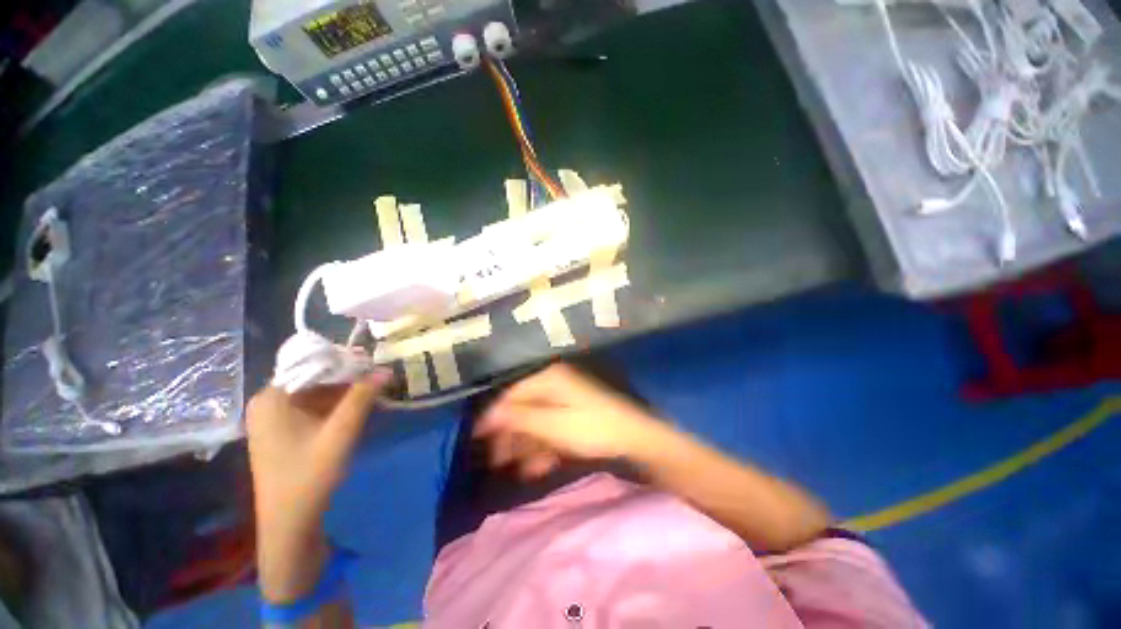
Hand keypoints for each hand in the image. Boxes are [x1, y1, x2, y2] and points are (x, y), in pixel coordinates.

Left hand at [246, 373, 388, 601]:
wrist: (289, 524)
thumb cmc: (309, 476)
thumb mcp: (340, 433)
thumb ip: (362, 398)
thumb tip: (385, 370)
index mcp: (271, 398)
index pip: (311, 365)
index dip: (345, 362)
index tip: (374, 364)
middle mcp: (267, 402)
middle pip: (313, 378)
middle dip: (346, 377)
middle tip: (378, 378)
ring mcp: (272, 417)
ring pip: (314, 392)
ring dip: (343, 392)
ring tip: (372, 391)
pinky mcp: (281, 430)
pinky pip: (311, 406)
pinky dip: (334, 405)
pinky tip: (355, 409)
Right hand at [474, 364, 661, 479]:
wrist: (634, 438)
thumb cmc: (592, 428)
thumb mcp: (553, 425)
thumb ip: (521, 418)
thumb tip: (490, 415)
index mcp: (549, 379)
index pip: (512, 394)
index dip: (495, 416)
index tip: (478, 439)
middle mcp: (554, 384)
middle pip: (523, 408)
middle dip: (511, 436)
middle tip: (498, 461)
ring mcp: (565, 399)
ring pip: (536, 421)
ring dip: (527, 445)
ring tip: (521, 471)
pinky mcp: (573, 413)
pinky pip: (551, 427)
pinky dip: (544, 446)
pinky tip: (540, 466)